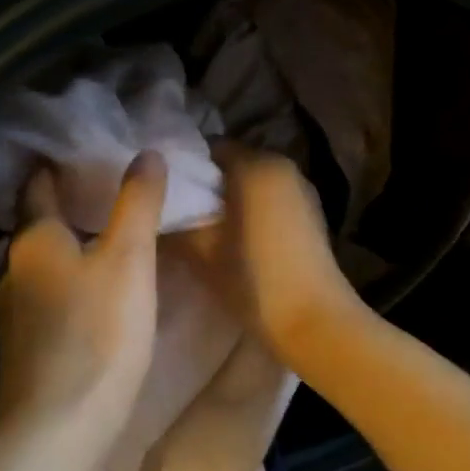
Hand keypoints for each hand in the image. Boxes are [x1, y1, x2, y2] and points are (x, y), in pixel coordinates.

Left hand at [0, 151, 166, 441]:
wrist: (58, 430)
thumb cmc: (97, 334)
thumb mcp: (129, 260)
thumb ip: (137, 204)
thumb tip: (146, 152)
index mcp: (34, 241)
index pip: (38, 187)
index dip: (55, 167)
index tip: (80, 154)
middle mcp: (13, 271)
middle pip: (37, 228)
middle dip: (65, 212)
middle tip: (103, 198)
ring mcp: (12, 315)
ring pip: (40, 269)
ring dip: (66, 255)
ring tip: (102, 247)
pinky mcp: (23, 352)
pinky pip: (45, 304)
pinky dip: (65, 291)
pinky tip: (88, 302)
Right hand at [177, 144, 361, 359]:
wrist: (315, 322)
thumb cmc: (253, 280)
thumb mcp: (201, 252)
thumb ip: (174, 222)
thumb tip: (154, 208)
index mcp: (256, 165)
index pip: (209, 147)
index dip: (182, 166)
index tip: (161, 190)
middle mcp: (283, 166)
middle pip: (232, 164)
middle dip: (204, 184)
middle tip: (175, 210)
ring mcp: (302, 191)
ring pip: (252, 183)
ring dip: (228, 199)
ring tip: (201, 227)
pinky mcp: (311, 215)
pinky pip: (270, 200)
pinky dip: (250, 210)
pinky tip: (233, 240)